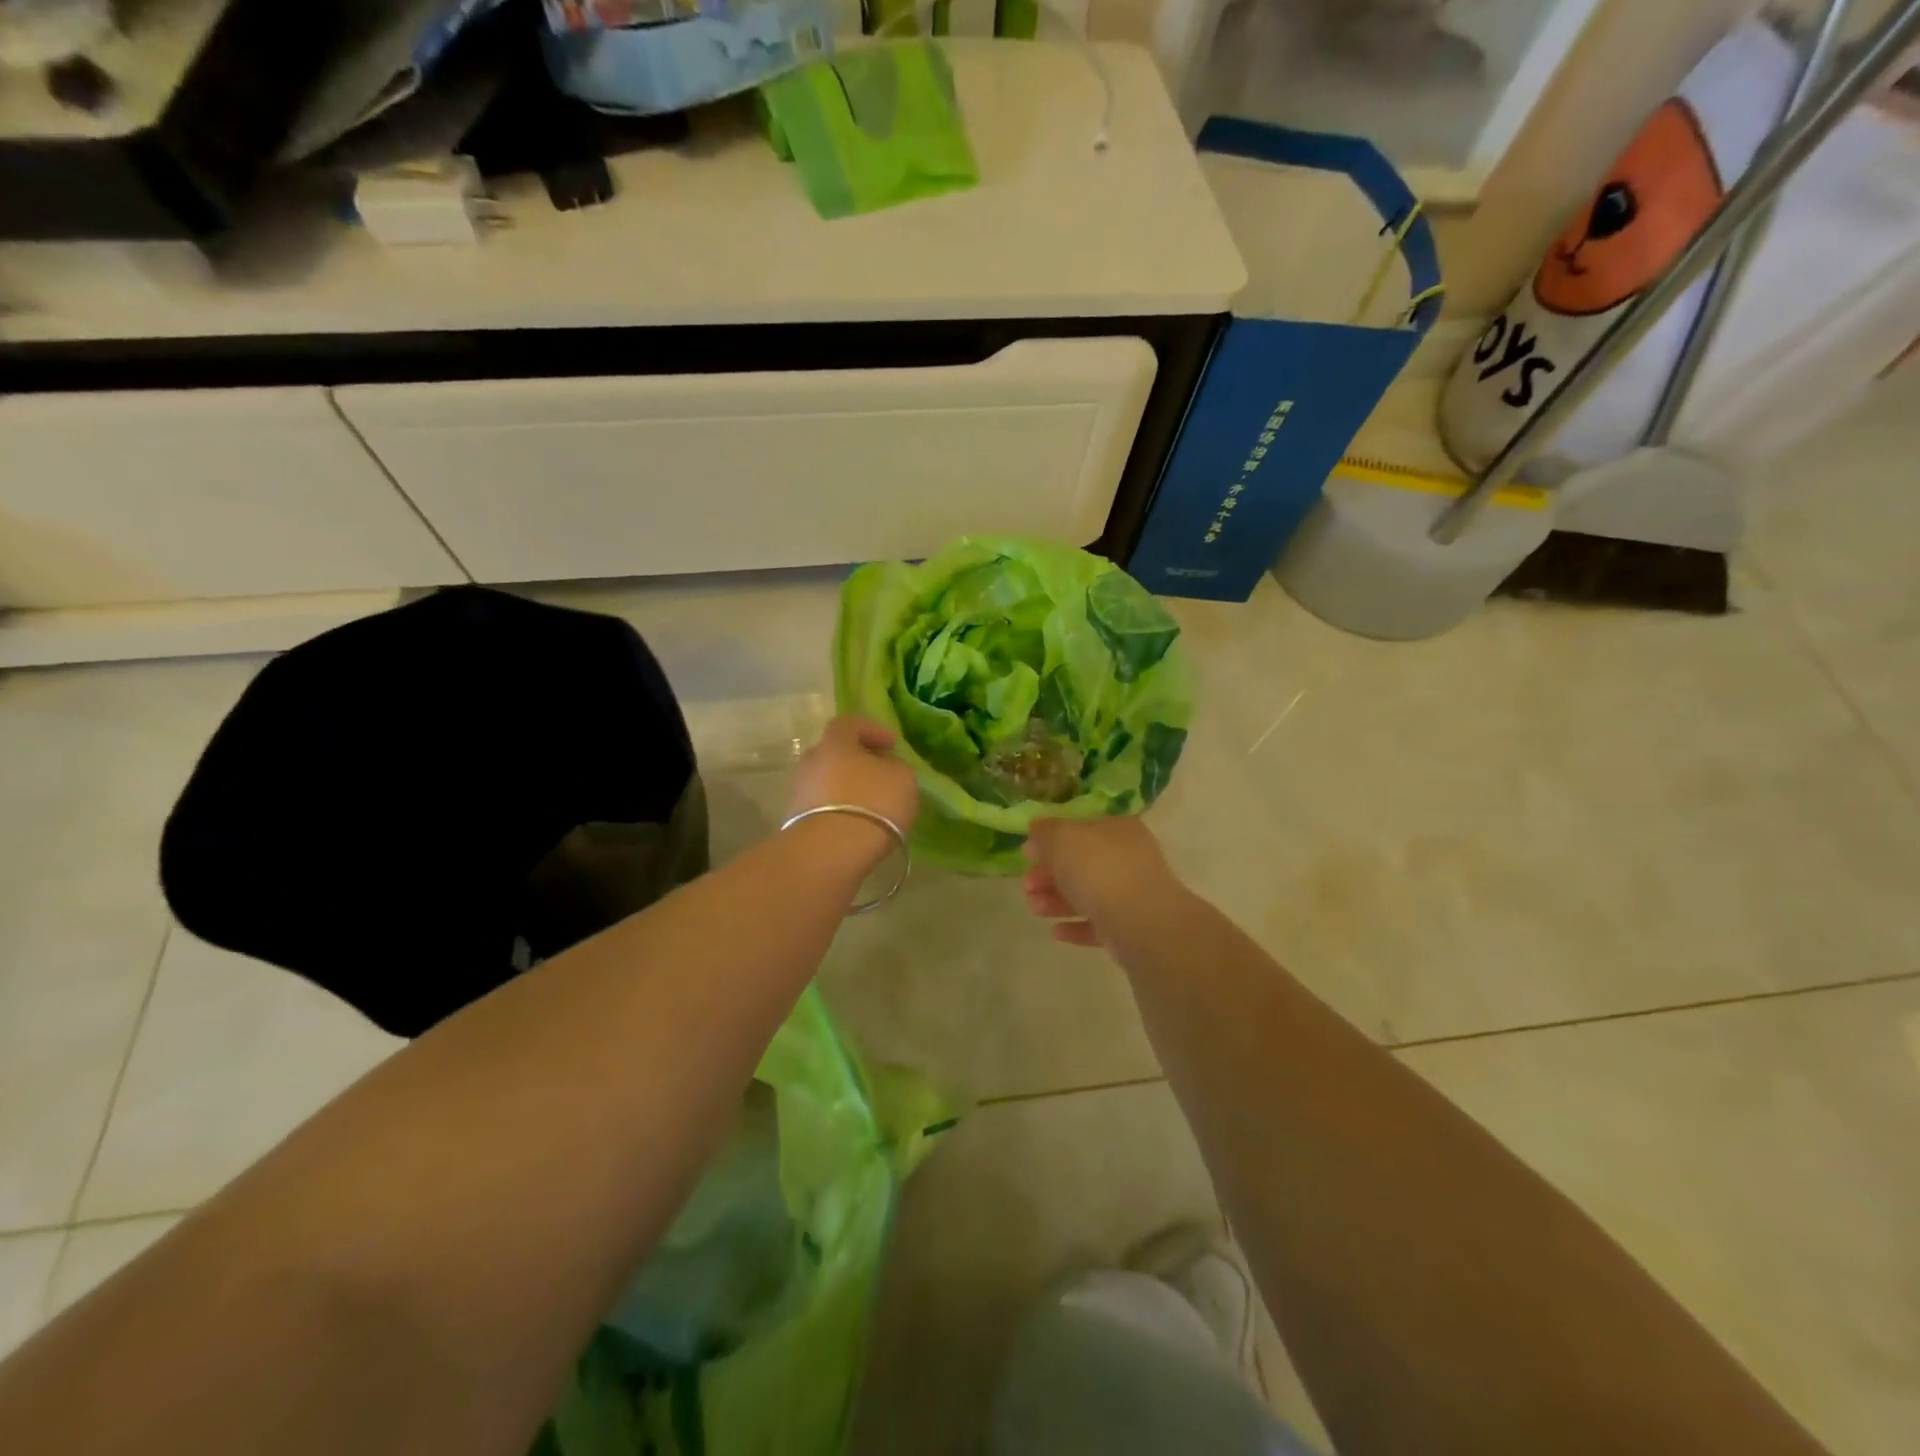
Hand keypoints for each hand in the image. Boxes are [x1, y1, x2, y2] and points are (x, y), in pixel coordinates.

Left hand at [788, 716, 920, 866]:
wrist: (831, 851)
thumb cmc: (873, 802)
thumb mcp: (903, 778)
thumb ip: (895, 767)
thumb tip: (885, 769)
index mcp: (835, 742)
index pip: (850, 723)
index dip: (873, 730)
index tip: (892, 746)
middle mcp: (811, 761)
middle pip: (834, 753)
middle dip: (857, 761)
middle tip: (879, 774)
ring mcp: (799, 792)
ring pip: (826, 781)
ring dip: (847, 788)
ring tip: (871, 806)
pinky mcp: (797, 822)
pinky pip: (822, 808)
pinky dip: (839, 811)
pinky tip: (857, 825)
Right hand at [1022, 816, 1180, 947]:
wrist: (1140, 922)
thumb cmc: (1099, 870)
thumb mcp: (1062, 838)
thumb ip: (1046, 832)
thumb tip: (1036, 829)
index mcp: (1118, 830)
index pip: (1081, 829)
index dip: (1051, 840)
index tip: (1027, 854)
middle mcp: (1129, 858)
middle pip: (1081, 864)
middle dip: (1049, 874)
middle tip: (1026, 885)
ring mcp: (1132, 894)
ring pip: (1087, 894)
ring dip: (1056, 900)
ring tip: (1034, 909)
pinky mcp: (1130, 928)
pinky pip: (1097, 924)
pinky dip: (1075, 926)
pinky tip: (1056, 932)